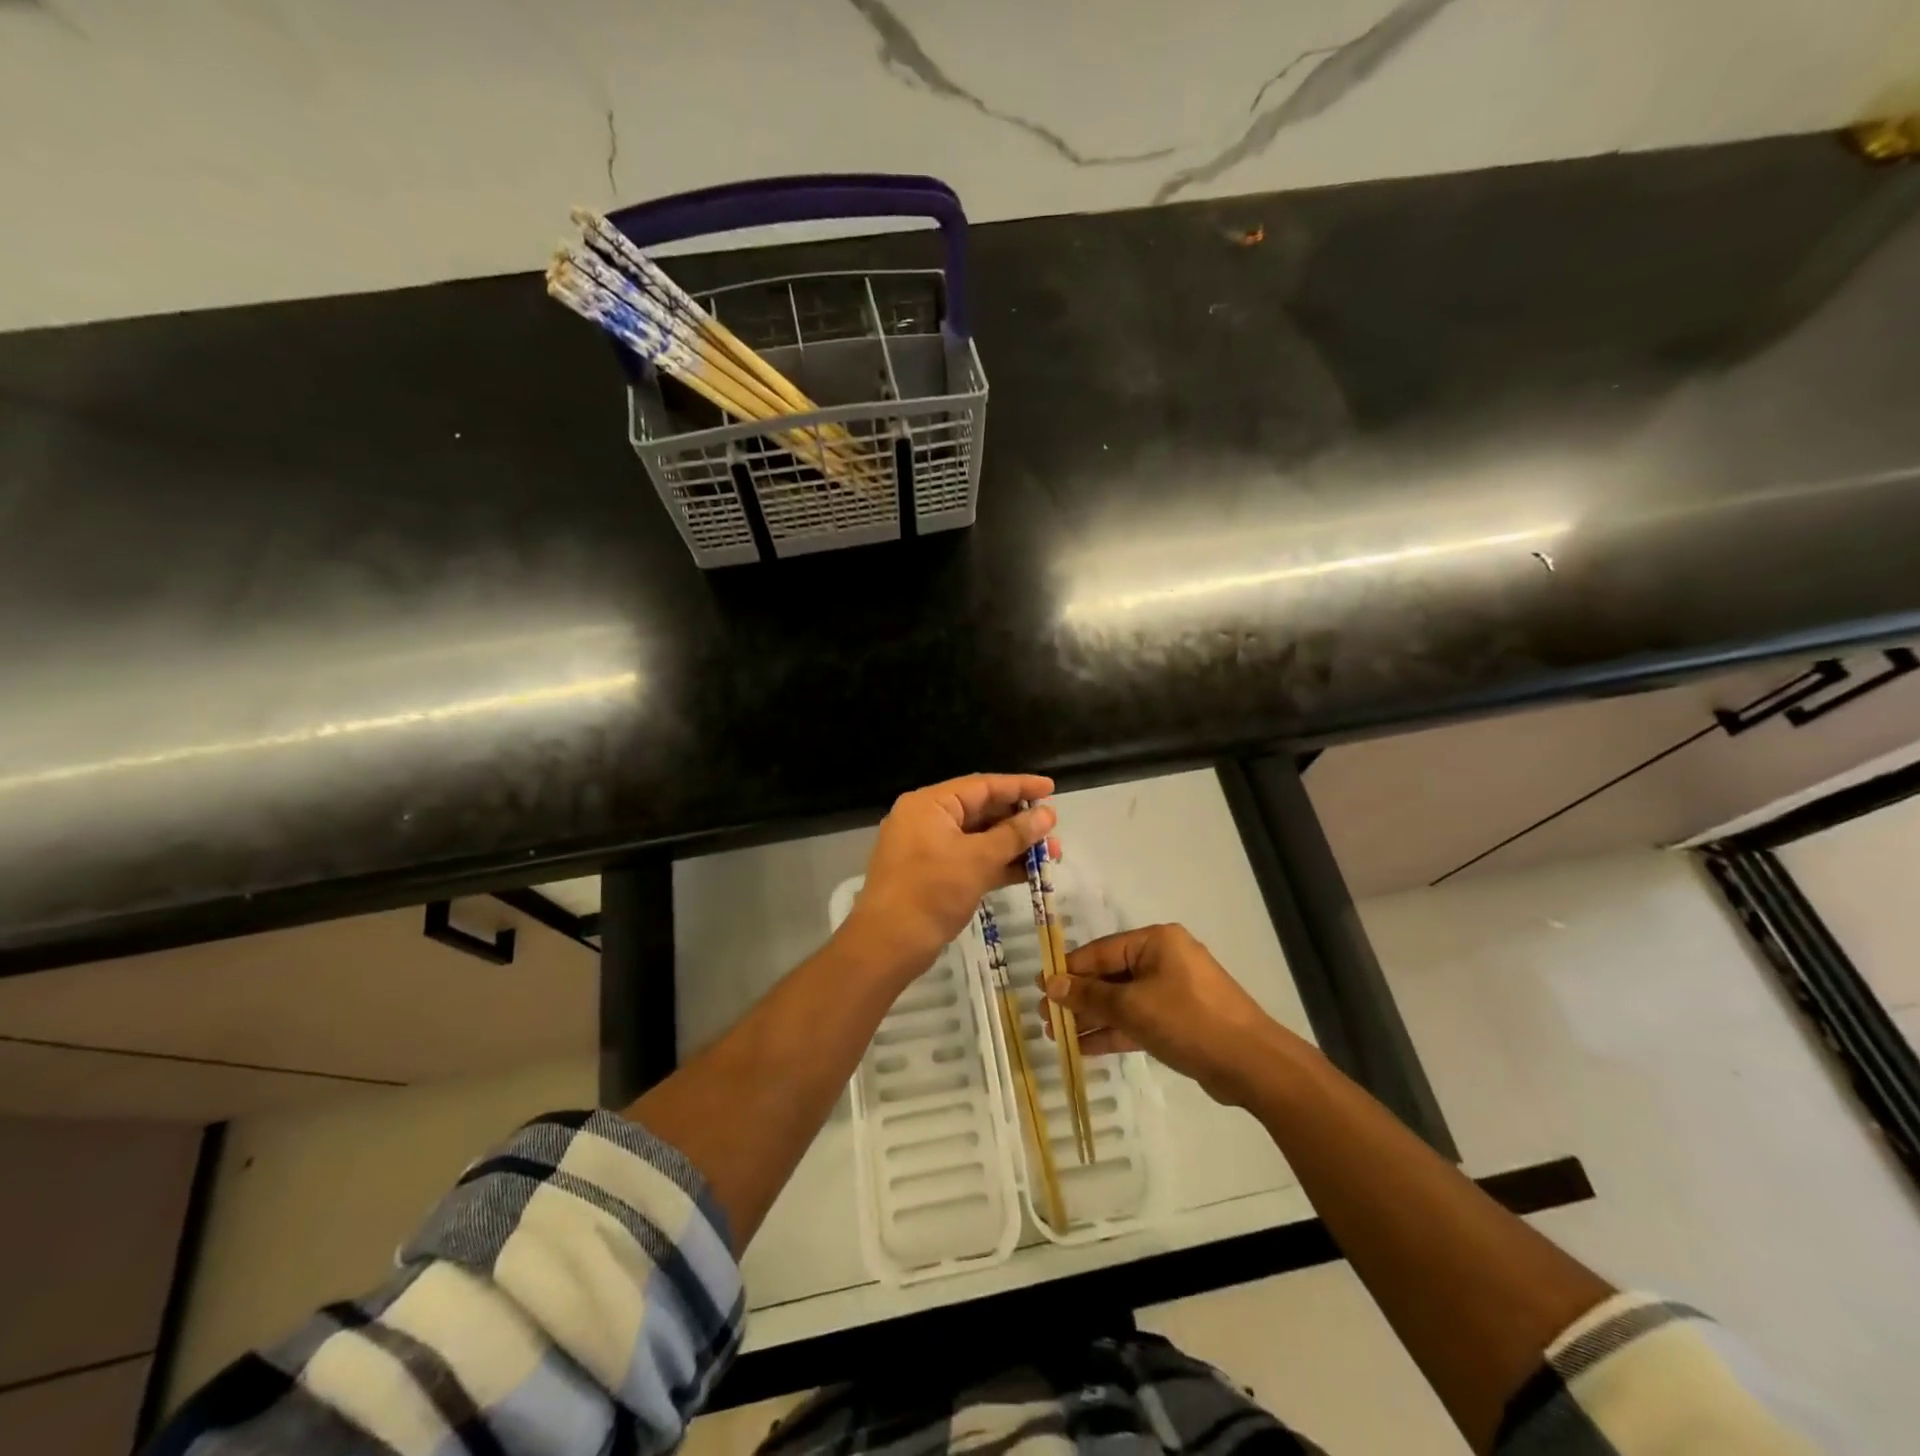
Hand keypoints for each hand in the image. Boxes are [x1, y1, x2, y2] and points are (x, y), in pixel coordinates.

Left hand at [842, 773, 1057, 979]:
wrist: (888, 944)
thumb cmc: (931, 892)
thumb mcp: (978, 859)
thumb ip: (1015, 834)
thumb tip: (1047, 815)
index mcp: (930, 804)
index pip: (982, 785)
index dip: (1019, 786)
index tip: (1052, 789)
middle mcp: (927, 819)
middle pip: (981, 810)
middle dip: (1019, 821)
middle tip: (1053, 831)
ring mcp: (928, 848)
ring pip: (979, 838)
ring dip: (1013, 845)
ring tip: (1051, 854)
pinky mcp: (933, 875)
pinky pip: (971, 859)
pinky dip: (997, 864)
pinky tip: (1029, 873)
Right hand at [1044, 923, 1293, 1105]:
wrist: (1252, 1064)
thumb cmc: (1188, 1020)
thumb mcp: (1133, 1007)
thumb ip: (1090, 996)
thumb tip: (1052, 985)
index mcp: (1155, 942)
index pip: (1100, 952)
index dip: (1069, 971)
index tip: (1040, 988)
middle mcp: (1164, 959)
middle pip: (1110, 976)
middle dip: (1078, 998)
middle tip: (1045, 1019)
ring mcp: (1173, 991)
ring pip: (1123, 1001)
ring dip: (1092, 1017)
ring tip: (1058, 1036)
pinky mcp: (1180, 1020)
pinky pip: (1138, 1019)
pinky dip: (1114, 1031)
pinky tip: (1084, 1047)